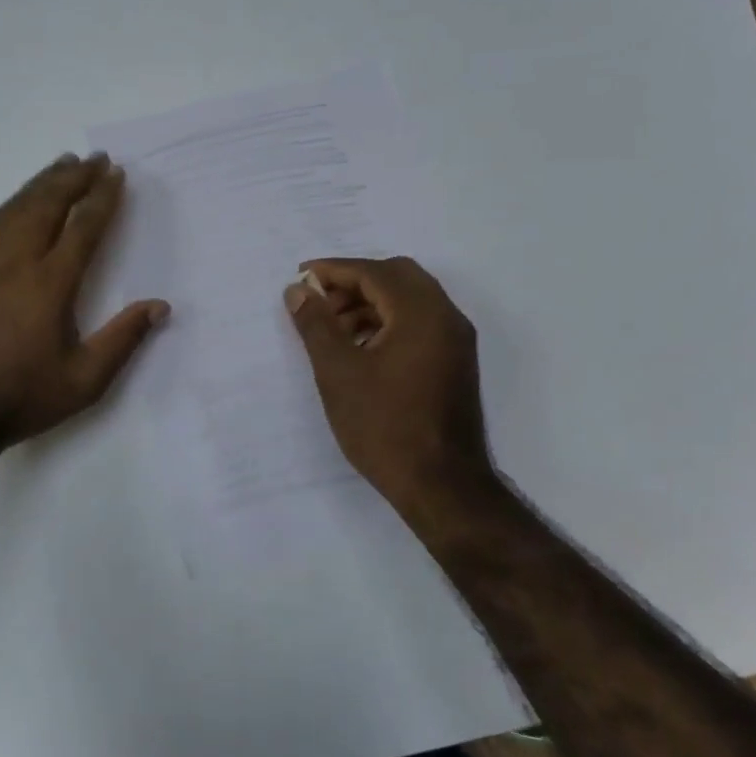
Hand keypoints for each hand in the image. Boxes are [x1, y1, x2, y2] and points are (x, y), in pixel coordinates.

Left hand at [0, 153, 167, 445]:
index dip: (101, 198)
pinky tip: (18, 201)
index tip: (116, 174)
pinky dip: (11, 204)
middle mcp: (16, 265)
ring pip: (16, 210)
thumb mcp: (85, 380)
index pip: (81, 228)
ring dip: (41, 183)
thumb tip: (159, 306)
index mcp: (49, 286)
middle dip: (73, 178)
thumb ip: (123, 340)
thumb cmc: (23, 397)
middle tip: (94, 158)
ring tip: (61, 164)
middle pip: (46, 206)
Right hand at [284, 257, 494, 523]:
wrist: (442, 486)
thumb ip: (316, 324)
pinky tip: (360, 349)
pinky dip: (388, 323)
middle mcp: (446, 317)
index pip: (374, 272)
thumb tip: (299, 290)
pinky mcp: (455, 363)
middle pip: (398, 277)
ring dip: (371, 303)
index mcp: (421, 313)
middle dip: (354, 283)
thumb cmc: (384, 426)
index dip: (334, 270)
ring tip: (333, 330)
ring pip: (410, 300)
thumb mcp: (338, 372)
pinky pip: (420, 324)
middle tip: (320, 303)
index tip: (302, 277)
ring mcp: (456, 341)